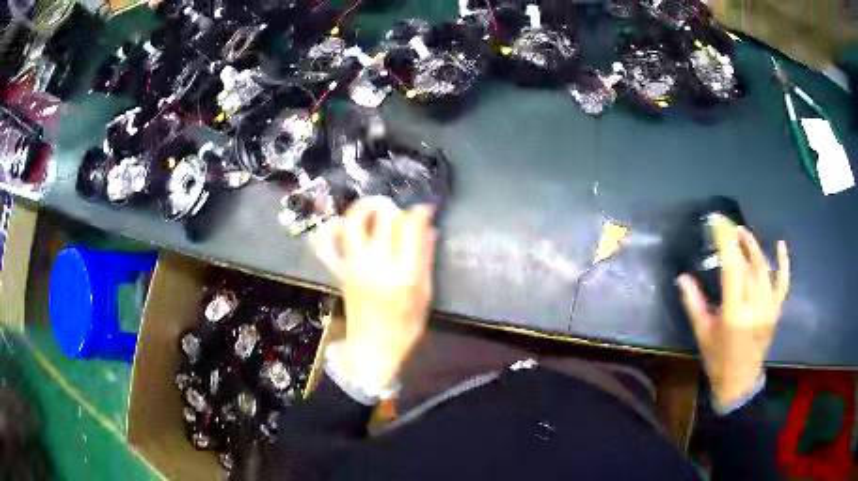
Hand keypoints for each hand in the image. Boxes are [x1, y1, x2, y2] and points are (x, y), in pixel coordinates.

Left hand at [315, 197, 436, 391]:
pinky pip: (327, 245)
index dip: (420, 212)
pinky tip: (343, 224)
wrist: (373, 350)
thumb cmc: (406, 328)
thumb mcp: (425, 296)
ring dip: (365, 208)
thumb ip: (426, 260)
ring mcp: (353, 266)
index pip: (410, 228)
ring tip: (376, 207)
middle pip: (384, 219)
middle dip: (395, 208)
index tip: (426, 208)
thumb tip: (431, 230)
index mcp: (403, 274)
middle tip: (403, 213)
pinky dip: (331, 230)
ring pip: (354, 223)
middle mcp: (376, 265)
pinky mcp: (339, 272)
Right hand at [677, 215, 789, 406]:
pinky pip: (782, 283)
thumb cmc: (718, 360)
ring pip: (763, 269)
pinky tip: (780, 245)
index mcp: (734, 313)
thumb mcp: (702, 334)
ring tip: (742, 232)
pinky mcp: (776, 310)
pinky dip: (783, 263)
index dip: (725, 241)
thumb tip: (682, 277)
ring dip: (753, 247)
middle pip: (747, 265)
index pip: (732, 267)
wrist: (740, 382)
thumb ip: (694, 304)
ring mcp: (769, 307)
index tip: (716, 222)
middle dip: (736, 241)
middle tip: (725, 226)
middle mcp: (755, 306)